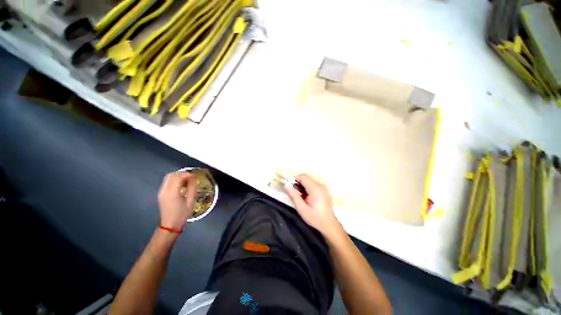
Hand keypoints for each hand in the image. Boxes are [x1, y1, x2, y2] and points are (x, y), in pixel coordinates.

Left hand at [158, 171, 196, 230]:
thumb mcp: (191, 201)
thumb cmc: (183, 214)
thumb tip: (193, 177)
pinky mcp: (160, 193)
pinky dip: (174, 179)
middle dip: (182, 173)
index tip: (194, 175)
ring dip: (178, 176)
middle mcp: (164, 191)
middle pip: (171, 175)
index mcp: (173, 193)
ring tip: (186, 180)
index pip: (178, 177)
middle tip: (191, 177)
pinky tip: (181, 184)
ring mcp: (161, 192)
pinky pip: (167, 181)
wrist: (170, 224)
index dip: (187, 174)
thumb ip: (192, 187)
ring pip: (168, 177)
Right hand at [284, 174, 341, 237]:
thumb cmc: (315, 218)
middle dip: (297, 182)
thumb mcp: (302, 208)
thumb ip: (293, 196)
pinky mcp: (324, 190)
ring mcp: (323, 187)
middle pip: (306, 178)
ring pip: (309, 181)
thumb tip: (286, 186)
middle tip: (292, 192)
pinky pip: (313, 184)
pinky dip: (307, 187)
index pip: (303, 177)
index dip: (294, 178)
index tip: (288, 185)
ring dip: (302, 185)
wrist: (329, 225)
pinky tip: (305, 197)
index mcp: (315, 189)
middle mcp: (320, 185)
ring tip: (299, 196)